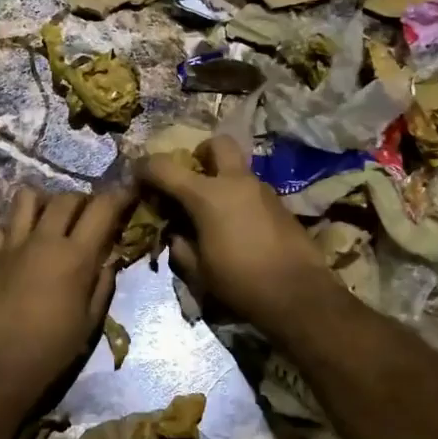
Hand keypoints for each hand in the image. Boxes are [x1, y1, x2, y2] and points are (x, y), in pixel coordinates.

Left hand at [0, 185, 134, 405]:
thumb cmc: (53, 350)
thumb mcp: (90, 321)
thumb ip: (102, 285)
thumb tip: (108, 260)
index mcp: (76, 256)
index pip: (102, 208)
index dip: (119, 196)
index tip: (128, 194)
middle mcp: (44, 240)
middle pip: (67, 197)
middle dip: (84, 200)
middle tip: (90, 215)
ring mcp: (13, 245)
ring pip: (28, 198)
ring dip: (45, 202)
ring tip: (51, 219)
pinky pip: (1, 226)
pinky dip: (14, 228)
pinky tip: (21, 244)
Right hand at [141, 136, 334, 332]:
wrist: (299, 294)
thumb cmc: (241, 283)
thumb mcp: (198, 271)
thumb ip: (180, 246)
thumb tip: (176, 233)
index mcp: (207, 195)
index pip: (165, 167)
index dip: (146, 168)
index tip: (138, 177)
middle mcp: (236, 182)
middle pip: (217, 144)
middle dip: (201, 154)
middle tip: (192, 179)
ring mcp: (263, 190)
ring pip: (238, 169)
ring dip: (222, 180)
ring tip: (214, 213)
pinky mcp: (281, 204)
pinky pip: (252, 190)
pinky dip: (239, 198)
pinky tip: (238, 228)